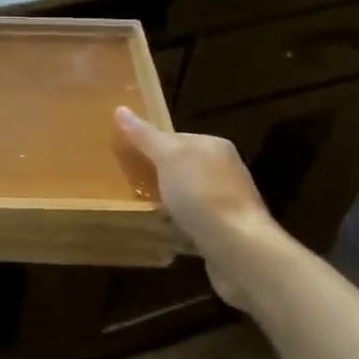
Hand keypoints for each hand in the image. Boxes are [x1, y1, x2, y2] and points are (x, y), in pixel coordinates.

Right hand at [115, 107, 280, 309]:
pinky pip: (193, 220)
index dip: (148, 145)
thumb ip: (145, 136)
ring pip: (186, 195)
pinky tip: (163, 232)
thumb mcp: (167, 157)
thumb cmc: (201, 194)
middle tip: (128, 184)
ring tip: (141, 209)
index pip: (174, 137)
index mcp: (214, 146)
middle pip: (180, 166)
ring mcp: (227, 202)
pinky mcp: (226, 231)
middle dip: (156, 175)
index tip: (125, 158)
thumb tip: (121, 109)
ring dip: (167, 202)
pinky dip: (178, 224)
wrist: (238, 249)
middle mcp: (225, 170)